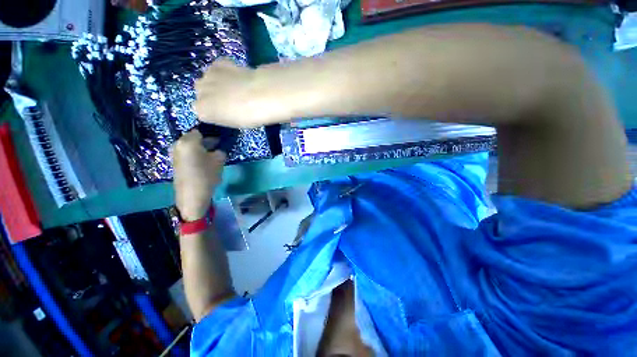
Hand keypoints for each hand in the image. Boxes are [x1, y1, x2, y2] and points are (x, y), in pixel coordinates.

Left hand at [172, 130, 225, 220]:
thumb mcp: (219, 161)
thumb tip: (218, 150)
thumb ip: (220, 152)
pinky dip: (195, 155)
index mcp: (188, 142)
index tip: (220, 139)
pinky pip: (187, 154)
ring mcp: (175, 154)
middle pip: (193, 139)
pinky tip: (204, 163)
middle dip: (206, 142)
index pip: (200, 132)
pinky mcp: (176, 163)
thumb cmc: (206, 175)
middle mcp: (178, 145)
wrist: (192, 195)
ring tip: (212, 155)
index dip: (211, 135)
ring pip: (190, 147)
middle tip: (218, 147)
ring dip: (201, 149)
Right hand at [194, 59, 265, 127]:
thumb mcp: (233, 122)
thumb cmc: (249, 116)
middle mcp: (199, 91)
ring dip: (217, 82)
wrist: (260, 95)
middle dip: (212, 96)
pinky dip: (225, 71)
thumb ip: (221, 115)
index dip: (214, 112)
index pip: (201, 111)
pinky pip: (218, 67)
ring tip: (235, 87)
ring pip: (208, 79)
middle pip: (202, 93)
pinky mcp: (218, 62)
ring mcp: (207, 75)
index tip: (226, 113)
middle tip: (230, 100)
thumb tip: (222, 110)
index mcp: (201, 110)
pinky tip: (236, 75)